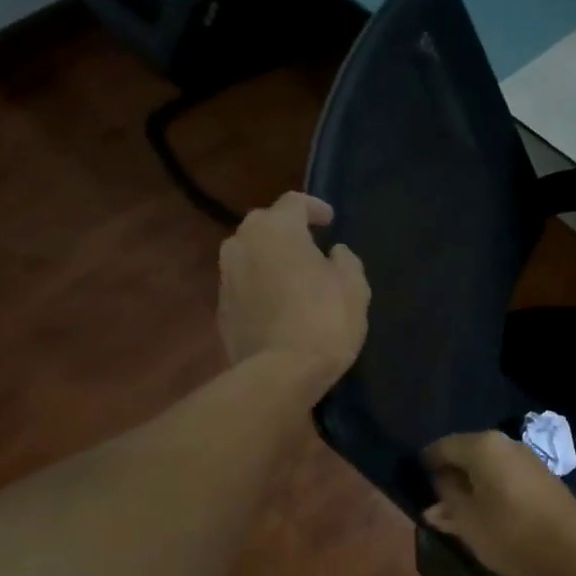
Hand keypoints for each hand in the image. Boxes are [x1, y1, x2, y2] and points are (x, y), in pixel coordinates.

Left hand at [218, 192, 368, 390]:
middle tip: (312, 250)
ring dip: (272, 261)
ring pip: (251, 256)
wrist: (279, 373)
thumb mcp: (353, 287)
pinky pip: (245, 286)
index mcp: (276, 229)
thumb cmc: (324, 321)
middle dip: (289, 233)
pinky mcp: (221, 309)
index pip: (294, 202)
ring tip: (294, 279)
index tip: (330, 221)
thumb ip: (345, 261)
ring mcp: (226, 277)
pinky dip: (261, 288)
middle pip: (267, 226)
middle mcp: (242, 243)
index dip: (314, 208)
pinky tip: (280, 307)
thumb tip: (334, 253)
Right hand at [423, 431, 575, 575]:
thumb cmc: (510, 531)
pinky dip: (490, 493)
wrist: (572, 547)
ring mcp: (527, 460)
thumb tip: (437, 482)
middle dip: (449, 479)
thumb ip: (447, 499)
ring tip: (456, 517)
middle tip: (433, 505)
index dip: (425, 464)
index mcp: (482, 446)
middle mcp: (505, 444)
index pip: (442, 447)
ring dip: (470, 489)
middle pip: (466, 456)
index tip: (414, 484)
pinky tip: (484, 516)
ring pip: (487, 469)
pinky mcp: (541, 479)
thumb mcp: (467, 520)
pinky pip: (505, 479)